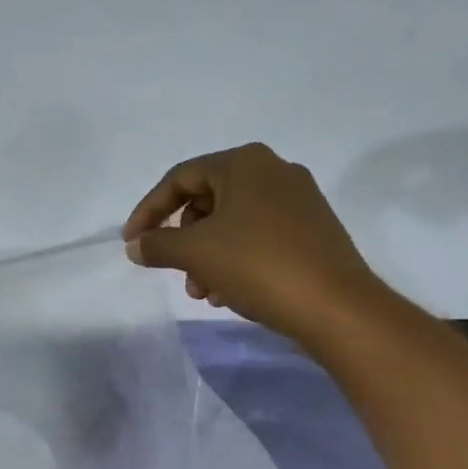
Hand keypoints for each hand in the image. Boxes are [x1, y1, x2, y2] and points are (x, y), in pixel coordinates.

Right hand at [122, 142, 384, 345]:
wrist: (335, 305)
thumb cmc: (258, 265)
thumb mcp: (196, 253)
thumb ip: (157, 245)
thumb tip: (135, 245)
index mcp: (244, 163)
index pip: (180, 179)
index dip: (148, 211)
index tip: (132, 243)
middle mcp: (273, 171)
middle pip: (207, 201)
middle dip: (183, 241)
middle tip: (174, 273)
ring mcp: (298, 201)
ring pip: (232, 224)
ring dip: (206, 257)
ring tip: (202, 293)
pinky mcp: (312, 230)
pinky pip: (258, 238)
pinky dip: (234, 260)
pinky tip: (229, 294)